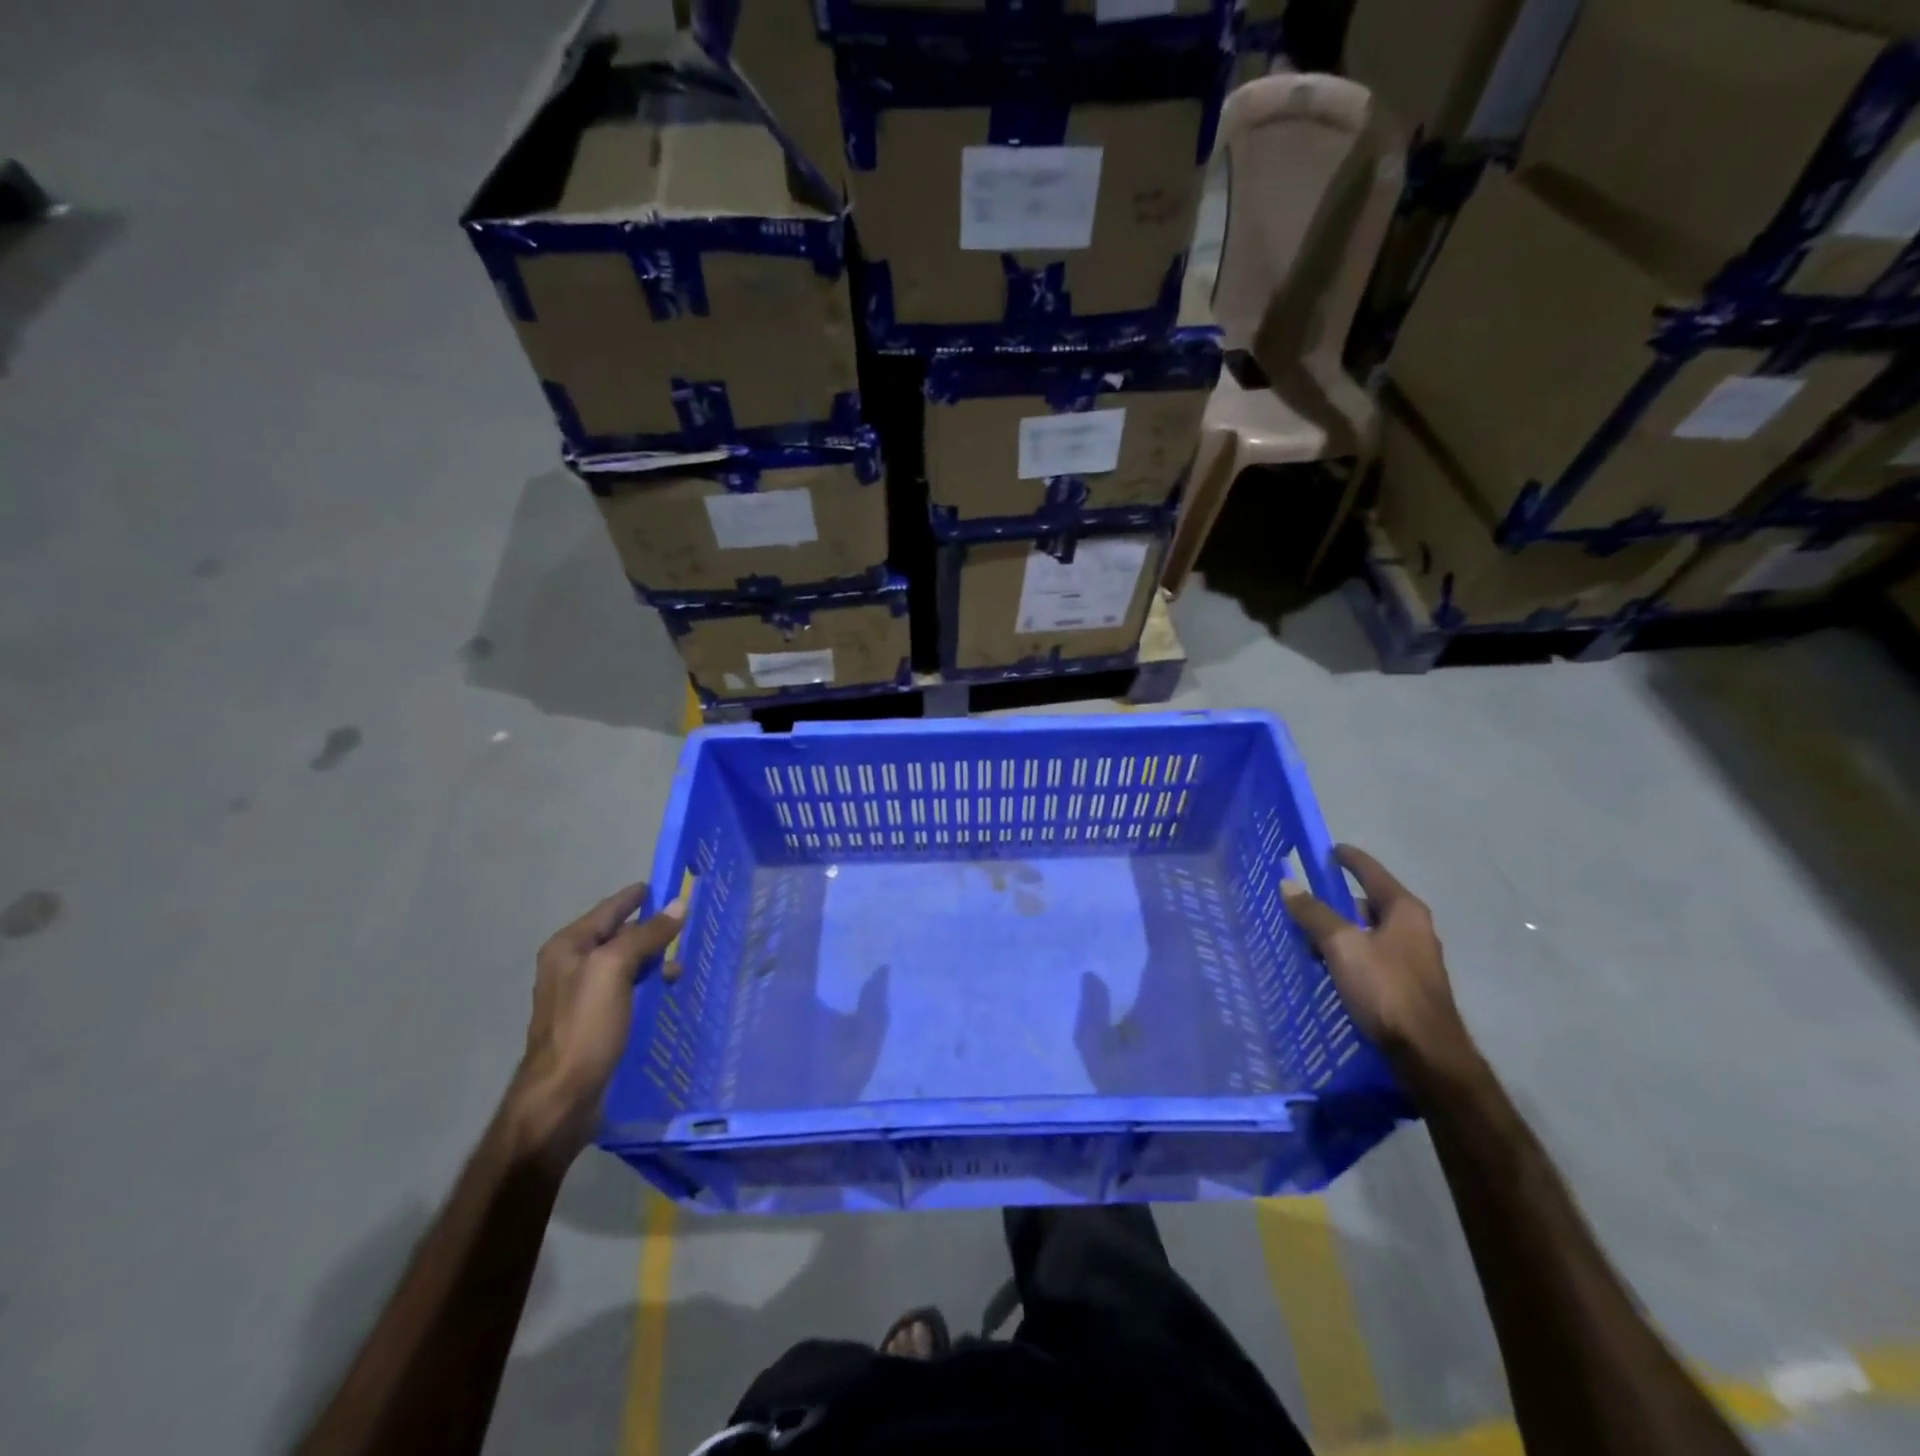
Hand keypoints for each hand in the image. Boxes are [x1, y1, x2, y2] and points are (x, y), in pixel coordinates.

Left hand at [504, 883, 686, 1167]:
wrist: (560, 1099)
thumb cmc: (584, 1027)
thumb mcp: (615, 970)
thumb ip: (646, 935)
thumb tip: (679, 905)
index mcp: (568, 947)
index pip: (610, 908)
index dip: (639, 896)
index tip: (671, 885)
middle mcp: (571, 965)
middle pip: (619, 935)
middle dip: (652, 929)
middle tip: (689, 925)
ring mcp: (581, 995)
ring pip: (625, 964)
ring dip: (653, 960)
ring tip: (683, 965)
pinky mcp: (594, 1021)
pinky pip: (626, 989)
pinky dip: (647, 984)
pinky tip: (667, 991)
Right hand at [1282, 846, 1474, 1081]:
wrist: (1427, 1054)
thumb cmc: (1386, 990)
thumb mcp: (1342, 946)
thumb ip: (1314, 914)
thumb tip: (1288, 884)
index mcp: (1403, 910)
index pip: (1371, 872)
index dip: (1349, 858)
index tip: (1327, 849)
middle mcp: (1413, 929)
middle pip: (1367, 903)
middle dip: (1335, 903)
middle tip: (1303, 906)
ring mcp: (1413, 959)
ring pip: (1368, 933)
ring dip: (1339, 933)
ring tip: (1307, 942)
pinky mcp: (1407, 986)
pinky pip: (1371, 958)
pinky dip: (1349, 956)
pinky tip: (1329, 970)